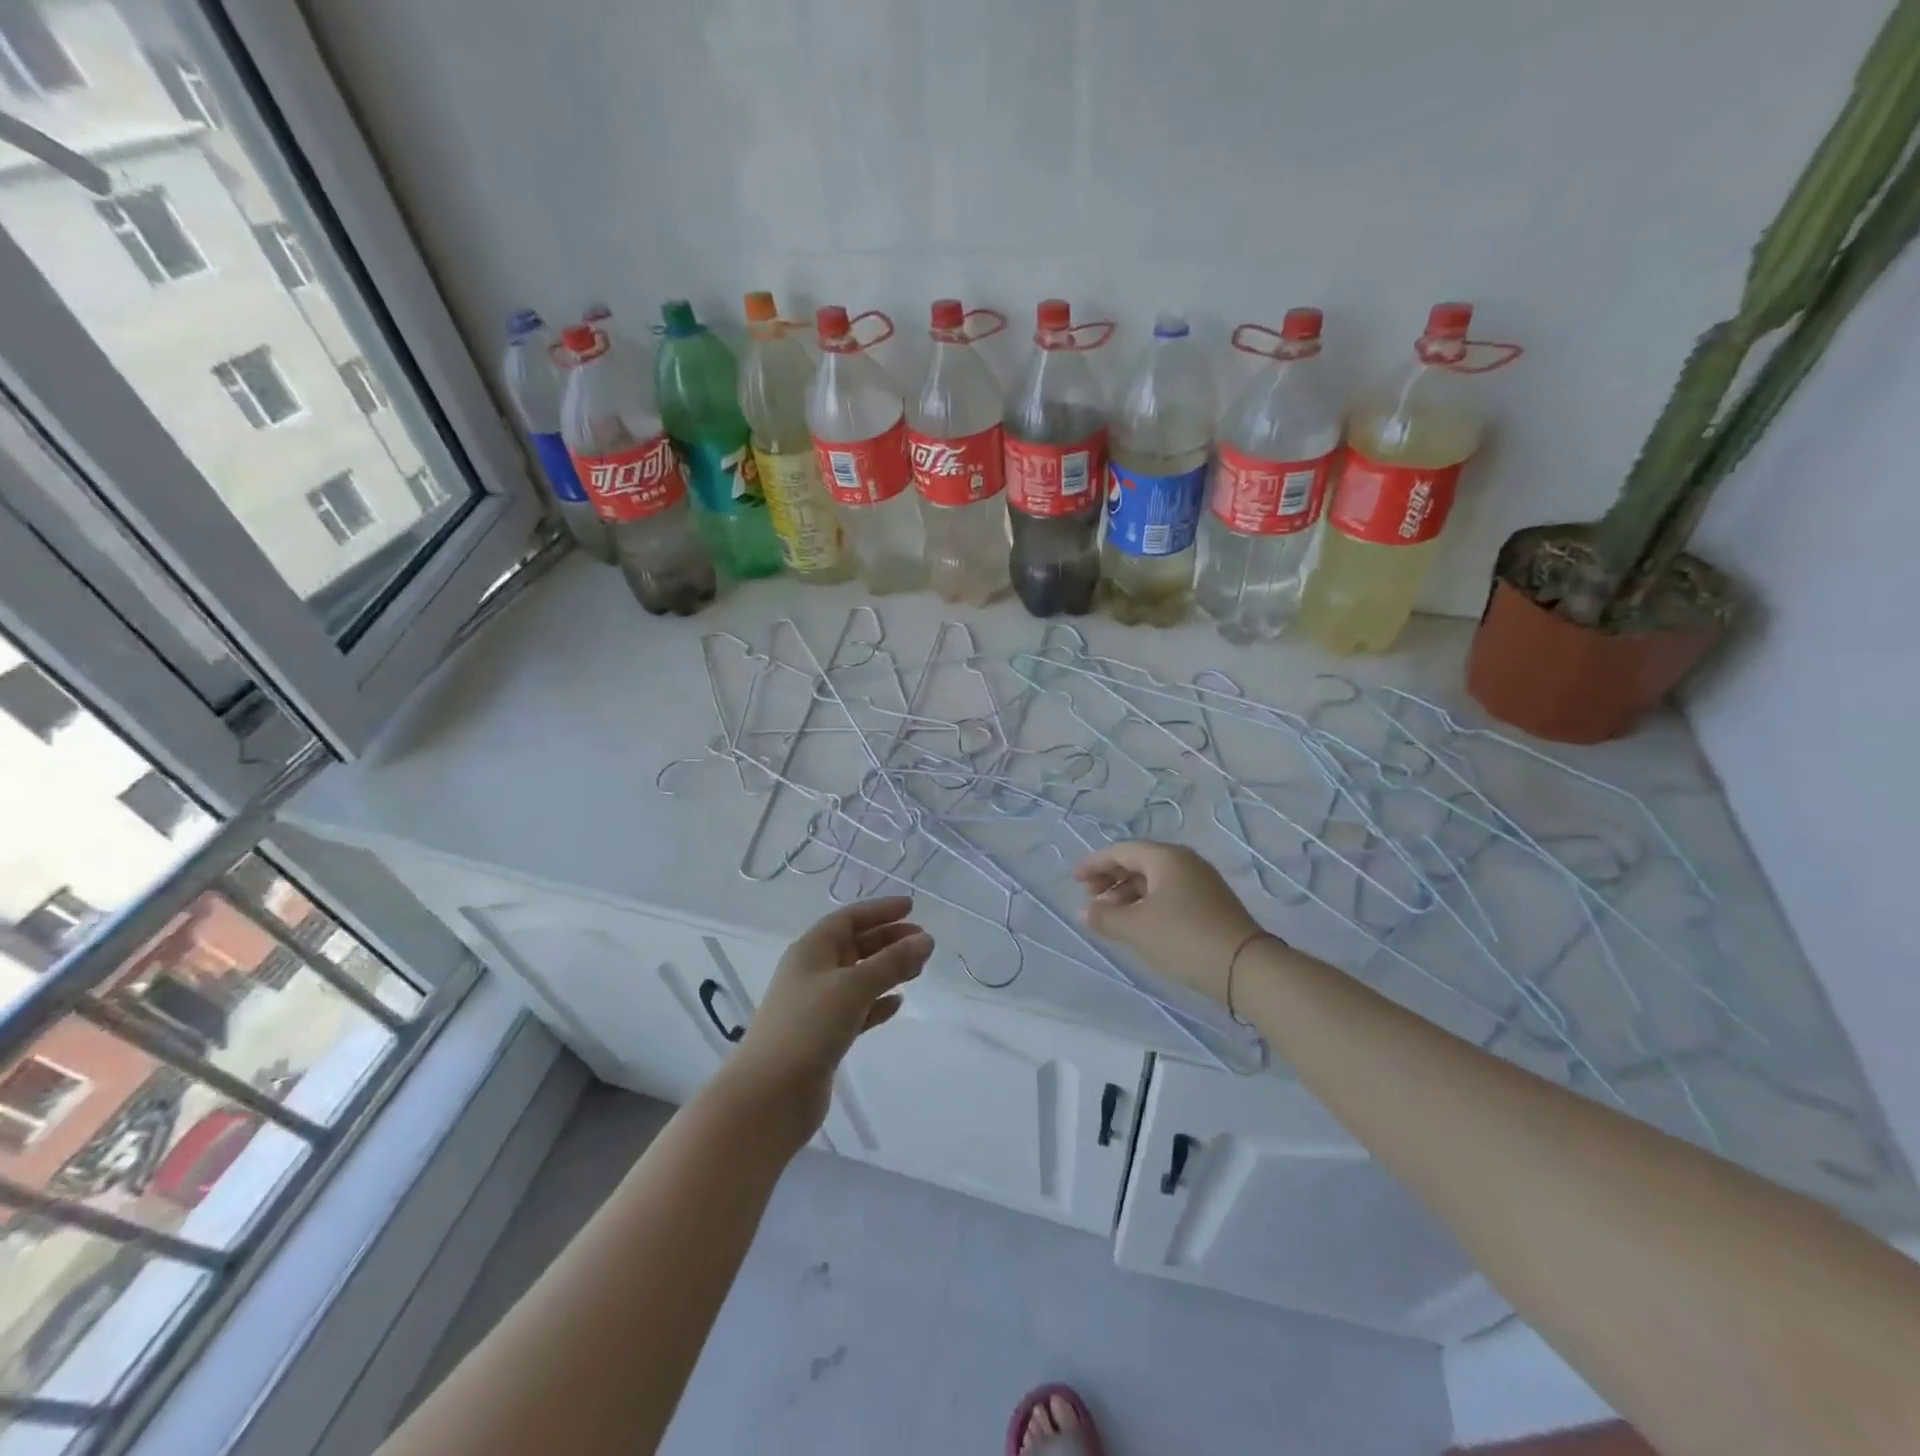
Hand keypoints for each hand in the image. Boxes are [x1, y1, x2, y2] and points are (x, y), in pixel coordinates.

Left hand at [721, 897, 931, 1143]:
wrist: (770, 1095)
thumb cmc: (809, 1027)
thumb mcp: (853, 986)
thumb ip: (891, 962)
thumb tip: (926, 940)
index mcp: (810, 951)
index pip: (848, 919)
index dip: (879, 910)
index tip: (912, 907)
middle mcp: (811, 973)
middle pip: (854, 946)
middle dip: (888, 940)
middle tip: (923, 942)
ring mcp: (816, 1006)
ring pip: (858, 978)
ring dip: (887, 970)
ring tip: (918, 969)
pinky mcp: (823, 1037)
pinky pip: (856, 1010)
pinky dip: (877, 1003)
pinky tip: (898, 1003)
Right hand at [1073, 841, 1260, 1006]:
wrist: (1246, 969)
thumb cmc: (1183, 938)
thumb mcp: (1136, 928)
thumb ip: (1105, 916)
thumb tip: (1085, 910)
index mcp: (1166, 858)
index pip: (1121, 851)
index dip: (1094, 864)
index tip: (1074, 881)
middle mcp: (1185, 863)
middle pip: (1139, 862)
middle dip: (1111, 878)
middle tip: (1090, 898)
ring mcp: (1202, 883)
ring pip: (1154, 880)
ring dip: (1128, 894)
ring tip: (1111, 916)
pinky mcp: (1211, 905)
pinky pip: (1169, 894)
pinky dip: (1147, 903)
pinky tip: (1139, 925)